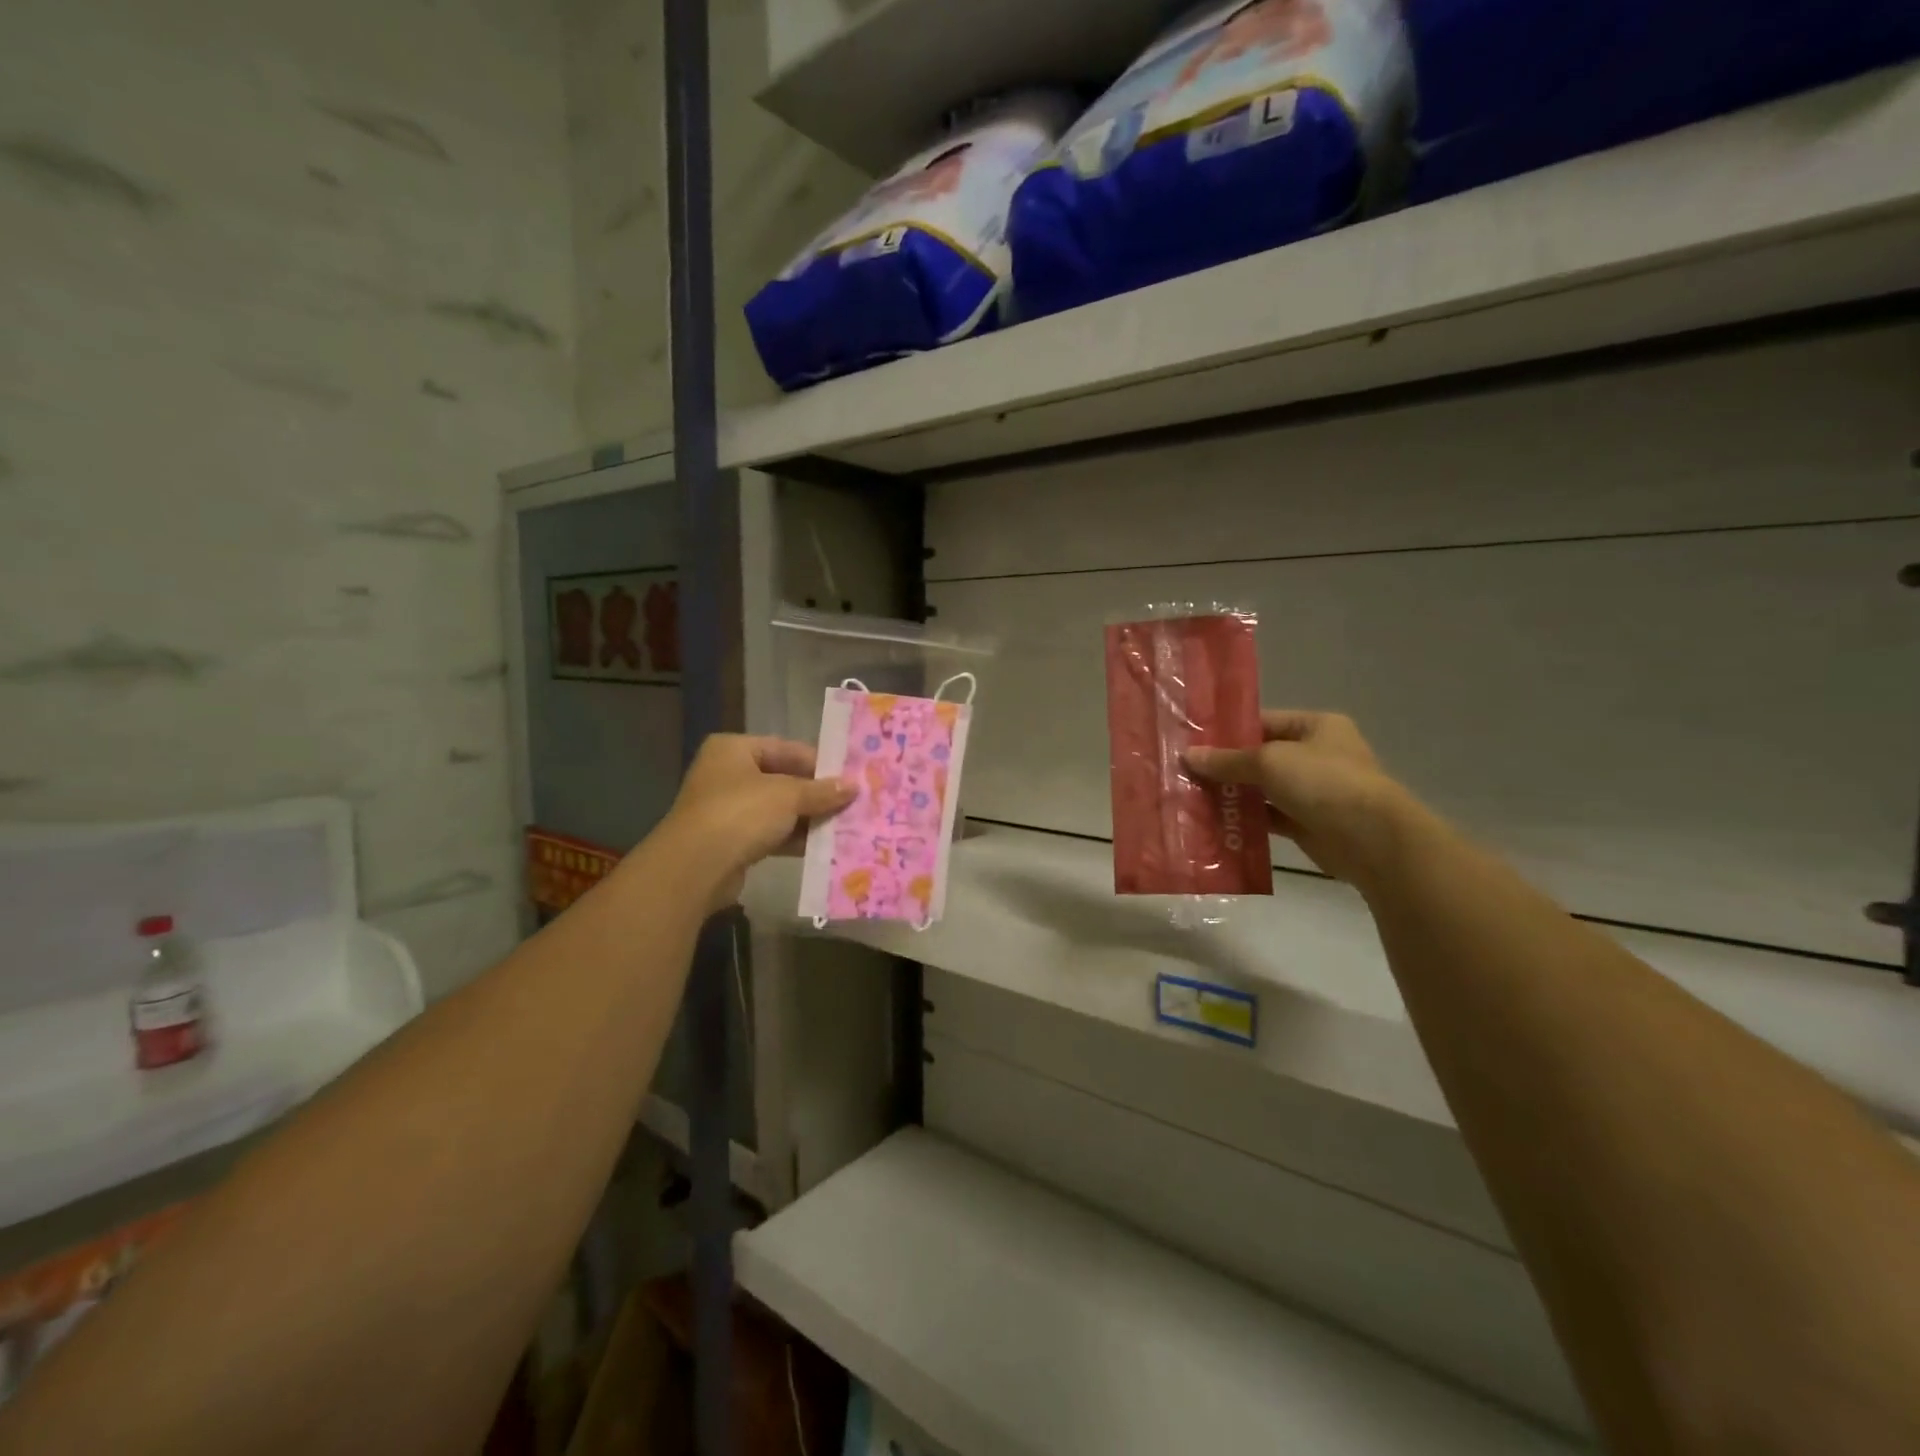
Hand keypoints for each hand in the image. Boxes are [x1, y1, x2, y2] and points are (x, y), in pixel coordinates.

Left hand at [663, 734, 855, 910]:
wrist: (695, 867)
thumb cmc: (740, 814)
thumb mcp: (788, 796)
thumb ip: (821, 790)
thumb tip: (853, 787)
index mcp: (734, 749)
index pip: (786, 749)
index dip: (819, 762)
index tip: (850, 777)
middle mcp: (728, 774)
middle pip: (783, 779)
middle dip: (816, 793)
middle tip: (853, 802)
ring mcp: (727, 809)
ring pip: (778, 809)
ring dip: (808, 818)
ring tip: (846, 825)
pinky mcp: (731, 840)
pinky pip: (770, 833)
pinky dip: (794, 838)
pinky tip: (823, 846)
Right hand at [1186, 711, 1415, 884]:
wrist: (1371, 839)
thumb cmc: (1323, 782)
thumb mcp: (1269, 762)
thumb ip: (1227, 760)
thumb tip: (1187, 756)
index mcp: (1315, 726)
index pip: (1263, 722)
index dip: (1228, 731)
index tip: (1192, 741)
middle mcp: (1316, 755)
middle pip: (1260, 756)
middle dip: (1225, 765)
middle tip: (1183, 770)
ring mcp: (1313, 791)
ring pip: (1262, 788)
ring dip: (1232, 793)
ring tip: (1191, 795)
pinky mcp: (1307, 823)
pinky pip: (1268, 817)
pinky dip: (1245, 819)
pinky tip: (1213, 821)